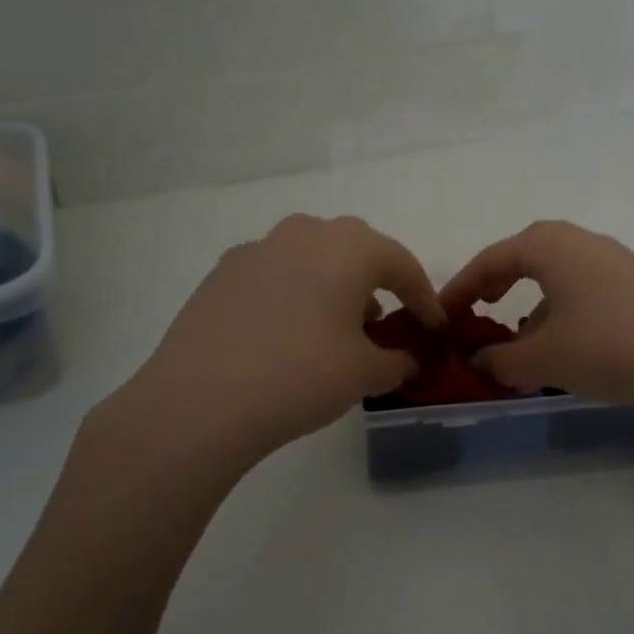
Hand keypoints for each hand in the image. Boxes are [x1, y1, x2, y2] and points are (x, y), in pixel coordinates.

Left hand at [104, 215, 442, 465]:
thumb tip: (408, 359)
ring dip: (333, 286)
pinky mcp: (223, 272)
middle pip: (357, 251)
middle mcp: (305, 233)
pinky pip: (276, 273)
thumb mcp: (365, 374)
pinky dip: (294, 294)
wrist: (200, 401)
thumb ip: (399, 360)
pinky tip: (286, 333)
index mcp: (350, 247)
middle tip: (384, 323)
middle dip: (377, 284)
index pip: (402, 265)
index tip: (433, 328)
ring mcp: (258, 249)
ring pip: (313, 257)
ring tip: (335, 330)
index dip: (424, 299)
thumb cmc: (300, 377)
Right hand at [439, 221, 633, 405]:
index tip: (439, 316)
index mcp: (546, 246)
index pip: (488, 261)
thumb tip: (476, 362)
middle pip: (521, 258)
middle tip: (475, 314)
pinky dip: (559, 311)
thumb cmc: (610, 346)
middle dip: (494, 287)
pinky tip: (564, 345)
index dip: (459, 290)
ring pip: (554, 276)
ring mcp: (610, 259)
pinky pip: (580, 289)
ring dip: (529, 305)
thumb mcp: (545, 359)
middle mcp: (577, 241)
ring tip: (517, 342)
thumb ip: (500, 361)